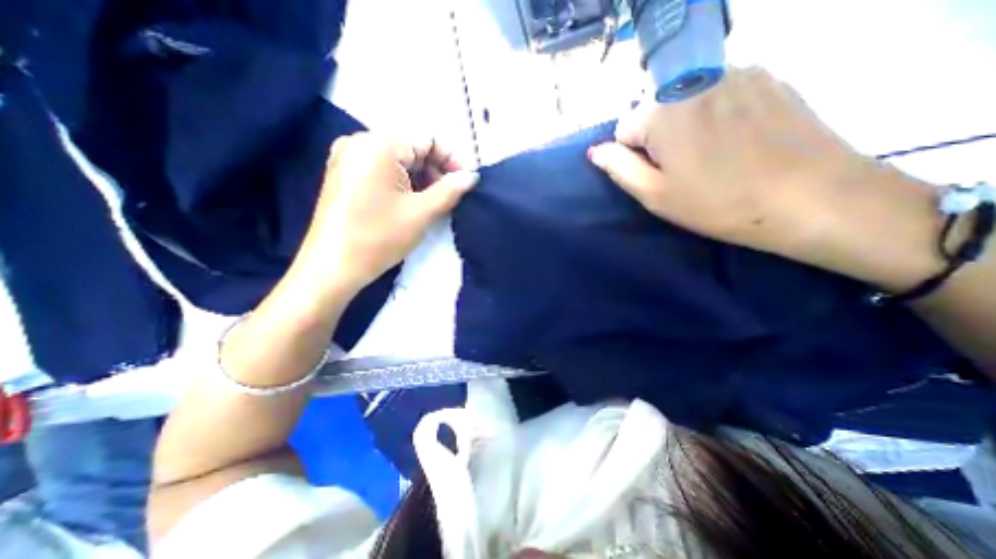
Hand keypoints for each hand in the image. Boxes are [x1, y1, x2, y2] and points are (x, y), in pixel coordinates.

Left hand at [295, 132, 478, 294]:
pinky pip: (380, 170)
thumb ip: (451, 190)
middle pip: (411, 148)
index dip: (451, 160)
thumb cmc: (380, 237)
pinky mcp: (342, 175)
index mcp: (379, 144)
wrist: (333, 267)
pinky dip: (401, 183)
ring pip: (397, 160)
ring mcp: (347, 158)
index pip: (428, 139)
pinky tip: (408, 203)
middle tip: (448, 199)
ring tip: (431, 204)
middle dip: (435, 171)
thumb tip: (472, 176)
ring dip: (420, 179)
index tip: (464, 185)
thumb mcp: (422, 213)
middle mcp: (359, 141)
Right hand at [586, 65, 873, 257]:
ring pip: (685, 103)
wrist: (810, 197)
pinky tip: (739, 140)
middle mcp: (694, 80)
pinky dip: (718, 115)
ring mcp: (736, 72)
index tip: (660, 175)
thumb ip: (619, 168)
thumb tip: (596, 151)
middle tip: (686, 169)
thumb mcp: (654, 194)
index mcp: (662, 111)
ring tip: (714, 156)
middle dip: (659, 139)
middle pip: (654, 112)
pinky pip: (720, 95)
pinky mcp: (768, 76)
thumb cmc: (718, 202)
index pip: (624, 129)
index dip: (635, 157)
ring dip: (688, 126)